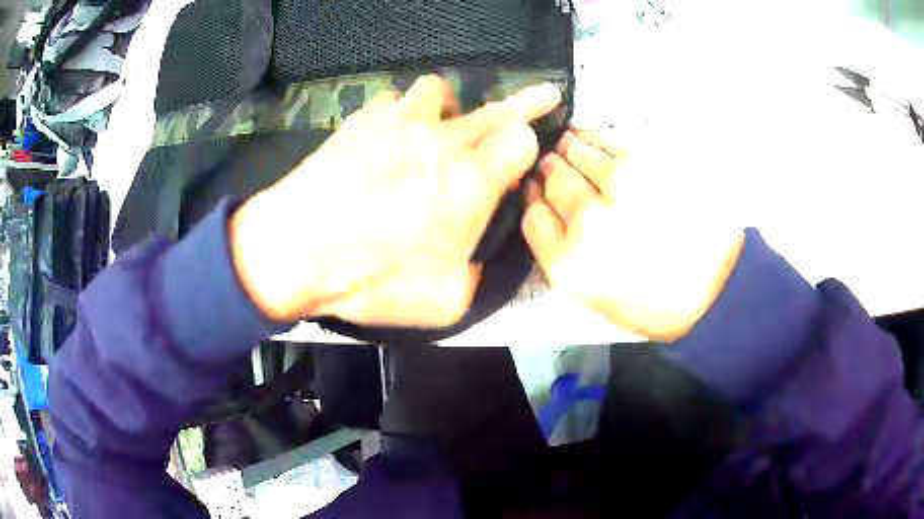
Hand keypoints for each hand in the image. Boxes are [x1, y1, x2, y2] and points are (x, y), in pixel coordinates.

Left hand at [231, 75, 561, 324]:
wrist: (295, 252)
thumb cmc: (370, 279)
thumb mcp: (443, 302)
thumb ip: (477, 277)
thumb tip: (479, 261)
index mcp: (470, 182)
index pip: (521, 138)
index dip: (531, 143)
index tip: (527, 154)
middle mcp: (441, 142)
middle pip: (496, 108)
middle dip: (528, 102)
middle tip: (543, 96)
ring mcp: (399, 124)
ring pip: (439, 90)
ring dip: (449, 107)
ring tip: (438, 128)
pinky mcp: (361, 121)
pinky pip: (390, 101)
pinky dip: (398, 113)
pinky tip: (388, 135)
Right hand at [522, 129, 744, 341]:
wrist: (713, 288)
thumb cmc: (651, 301)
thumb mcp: (591, 295)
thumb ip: (558, 250)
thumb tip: (543, 200)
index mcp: (569, 263)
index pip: (531, 211)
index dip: (532, 194)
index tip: (537, 188)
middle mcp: (589, 220)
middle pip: (550, 175)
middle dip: (549, 167)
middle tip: (556, 164)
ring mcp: (621, 185)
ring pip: (575, 149)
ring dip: (569, 146)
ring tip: (574, 146)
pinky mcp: (649, 160)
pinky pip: (608, 137)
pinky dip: (595, 135)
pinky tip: (596, 140)